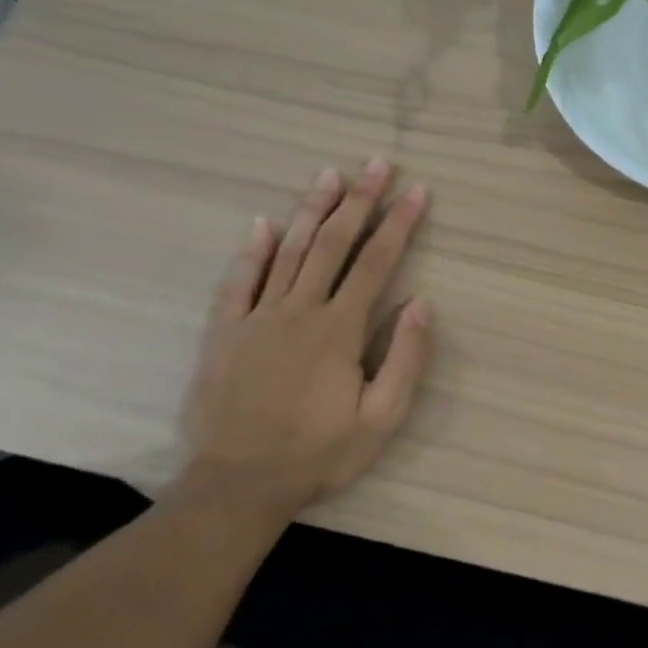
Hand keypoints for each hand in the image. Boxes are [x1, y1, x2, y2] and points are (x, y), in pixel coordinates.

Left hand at [178, 159, 432, 519]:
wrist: (237, 484)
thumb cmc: (318, 454)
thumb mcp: (381, 420)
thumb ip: (404, 360)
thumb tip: (421, 304)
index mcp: (339, 329)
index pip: (376, 262)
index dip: (399, 223)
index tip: (417, 191)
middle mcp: (299, 310)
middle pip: (334, 243)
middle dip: (360, 199)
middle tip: (377, 162)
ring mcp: (257, 317)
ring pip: (289, 251)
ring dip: (312, 210)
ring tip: (331, 175)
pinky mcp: (226, 332)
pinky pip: (239, 280)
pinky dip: (252, 249)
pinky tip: (264, 223)